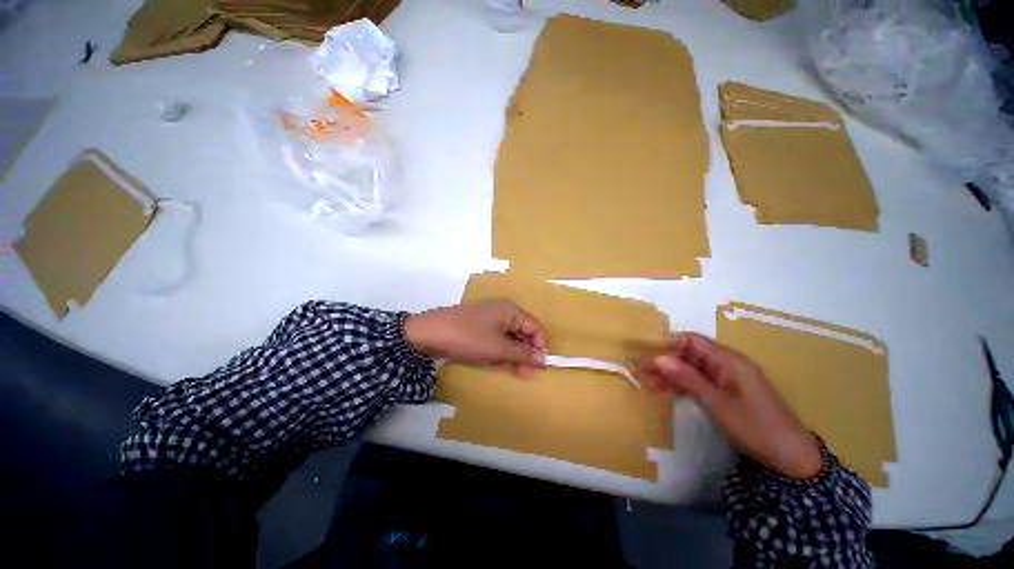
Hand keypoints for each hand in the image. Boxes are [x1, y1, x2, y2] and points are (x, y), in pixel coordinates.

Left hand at [404, 300, 547, 377]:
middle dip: (527, 352)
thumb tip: (542, 359)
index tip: (539, 367)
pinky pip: (497, 337)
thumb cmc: (468, 337)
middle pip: (523, 331)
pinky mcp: (478, 325)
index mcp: (511, 310)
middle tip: (525, 374)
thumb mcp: (498, 348)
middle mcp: (503, 311)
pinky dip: (501, 350)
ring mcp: (489, 317)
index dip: (540, 346)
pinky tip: (498, 361)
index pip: (535, 327)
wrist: (429, 333)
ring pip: (510, 336)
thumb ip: (522, 354)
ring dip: (514, 353)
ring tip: (513, 370)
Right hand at [635, 333, 822, 479]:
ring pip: (691, 368)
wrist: (790, 458)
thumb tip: (657, 358)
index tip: (645, 353)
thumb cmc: (755, 426)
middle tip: (640, 371)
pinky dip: (681, 385)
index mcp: (728, 360)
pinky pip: (698, 381)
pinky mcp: (726, 392)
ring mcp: (726, 378)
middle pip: (689, 354)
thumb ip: (686, 378)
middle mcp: (726, 363)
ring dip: (669, 374)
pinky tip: (663, 390)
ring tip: (645, 382)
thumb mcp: (717, 403)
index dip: (667, 343)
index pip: (692, 340)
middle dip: (664, 360)